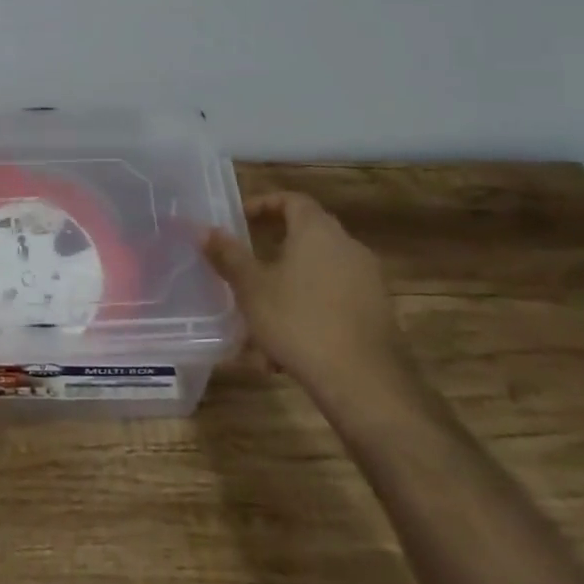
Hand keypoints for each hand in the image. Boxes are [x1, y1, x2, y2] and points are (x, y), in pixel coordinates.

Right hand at [202, 191, 414, 408]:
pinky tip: (286, 352)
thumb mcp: (252, 288)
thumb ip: (228, 256)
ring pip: (317, 275)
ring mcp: (368, 281)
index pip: (292, 200)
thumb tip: (205, 230)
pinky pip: (333, 302)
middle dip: (272, 252)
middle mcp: (348, 247)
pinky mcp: (377, 314)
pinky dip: (309, 314)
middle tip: (246, 268)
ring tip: (259, 321)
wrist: (364, 384)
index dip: (264, 204)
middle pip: (306, 237)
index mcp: (318, 231)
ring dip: (287, 290)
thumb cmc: (299, 322)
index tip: (241, 220)